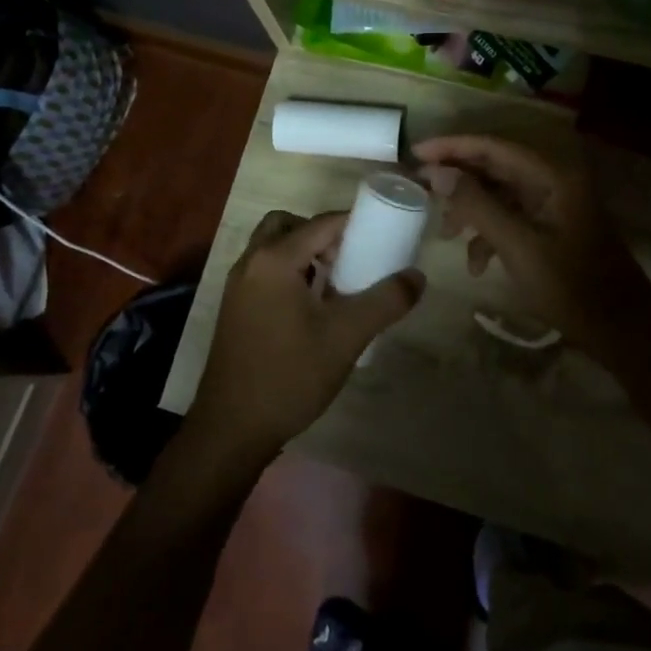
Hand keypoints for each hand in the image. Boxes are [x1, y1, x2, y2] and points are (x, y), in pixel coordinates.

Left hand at [186, 210, 424, 467]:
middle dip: (321, 234)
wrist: (233, 427)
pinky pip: (264, 272)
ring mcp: (237, 286)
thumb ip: (385, 301)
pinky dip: (289, 273)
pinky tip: (312, 308)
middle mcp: (250, 262)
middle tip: (349, 257)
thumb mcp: (347, 336)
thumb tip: (417, 276)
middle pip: (288, 225)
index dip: (354, 223)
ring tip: (336, 283)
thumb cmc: (291, 374)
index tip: (383, 234)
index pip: (321, 223)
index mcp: (275, 260)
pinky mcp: (234, 309)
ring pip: (272, 249)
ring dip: (303, 253)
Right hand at [414, 136, 650, 355]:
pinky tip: (476, 264)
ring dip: (471, 210)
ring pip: (500, 194)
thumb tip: (438, 172)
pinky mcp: (553, 228)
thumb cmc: (570, 285)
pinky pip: (512, 218)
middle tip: (420, 188)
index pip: (494, 147)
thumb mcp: (517, 245)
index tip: (415, 153)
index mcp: (552, 176)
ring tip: (445, 234)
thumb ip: (477, 204)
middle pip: (495, 167)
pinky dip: (490, 234)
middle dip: (458, 179)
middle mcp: (554, 181)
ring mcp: (554, 205)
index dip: (453, 147)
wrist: (621, 329)